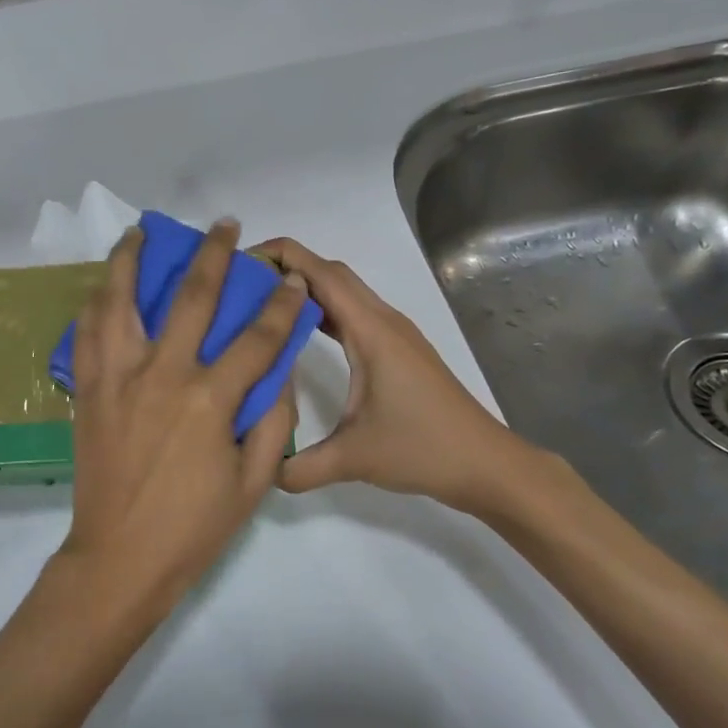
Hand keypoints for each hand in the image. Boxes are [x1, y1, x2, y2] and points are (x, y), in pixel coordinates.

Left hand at [59, 220, 304, 609]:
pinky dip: (95, 303)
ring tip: (140, 232)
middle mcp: (162, 374)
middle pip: (192, 297)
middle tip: (225, 226)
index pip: (258, 337)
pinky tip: (102, 286)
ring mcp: (117, 377)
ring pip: (121, 300)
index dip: (281, 304)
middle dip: (215, 255)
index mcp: (209, 400)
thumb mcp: (253, 482)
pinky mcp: (87, 389)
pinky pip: (87, 334)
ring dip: (131, 259)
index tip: (292, 279)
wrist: (119, 559)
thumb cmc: (193, 527)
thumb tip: (281, 371)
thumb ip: (273, 421)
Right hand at [254, 237, 555, 518]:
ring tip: (262, 302)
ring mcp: (393, 333)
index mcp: (371, 331)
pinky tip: (298, 332)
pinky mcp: (397, 349)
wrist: (486, 464)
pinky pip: (353, 313)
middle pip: (331, 272)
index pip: (321, 273)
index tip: (240, 262)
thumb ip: (301, 466)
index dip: (282, 256)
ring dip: (306, 287)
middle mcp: (382, 321)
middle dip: (287, 266)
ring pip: (344, 291)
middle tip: (243, 283)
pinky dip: (323, 309)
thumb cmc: (423, 450)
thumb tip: (261, 471)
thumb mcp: (354, 459)